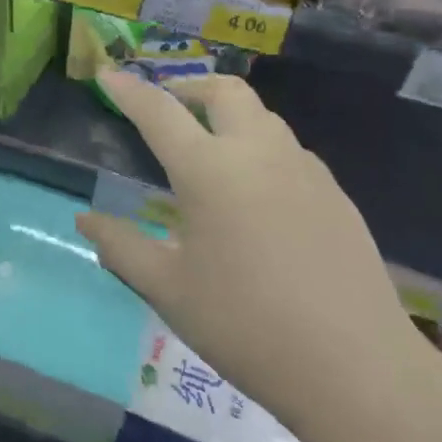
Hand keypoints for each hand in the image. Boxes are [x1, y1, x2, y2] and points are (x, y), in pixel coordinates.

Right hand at [75, 71, 414, 403]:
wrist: (356, 367)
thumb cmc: (245, 325)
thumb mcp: (168, 289)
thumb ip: (121, 246)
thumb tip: (85, 219)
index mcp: (209, 170)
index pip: (159, 112)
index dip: (128, 90)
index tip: (107, 74)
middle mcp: (258, 153)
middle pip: (224, 92)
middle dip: (190, 86)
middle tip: (169, 105)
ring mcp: (305, 170)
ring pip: (263, 116)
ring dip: (229, 115)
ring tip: (210, 148)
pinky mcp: (336, 194)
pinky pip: (290, 150)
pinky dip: (260, 147)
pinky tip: (257, 193)